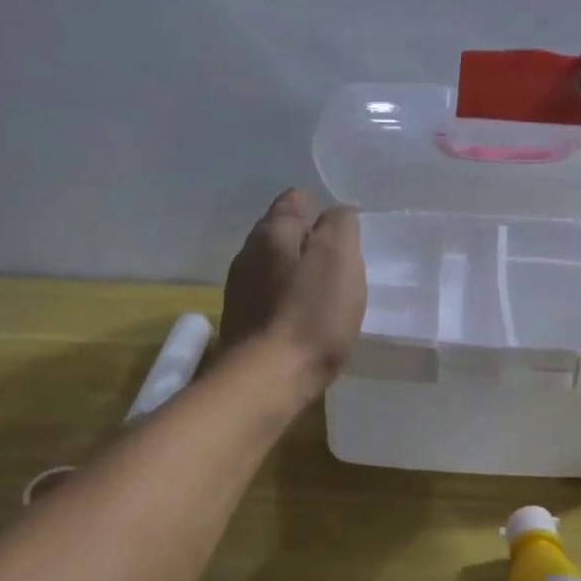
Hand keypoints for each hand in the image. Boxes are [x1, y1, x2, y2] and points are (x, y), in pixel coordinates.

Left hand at [220, 189, 366, 392]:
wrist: (267, 380)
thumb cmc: (311, 314)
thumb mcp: (339, 258)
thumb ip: (340, 226)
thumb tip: (337, 214)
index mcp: (272, 233)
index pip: (292, 200)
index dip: (316, 205)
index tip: (339, 221)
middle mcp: (248, 255)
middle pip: (279, 233)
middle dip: (306, 237)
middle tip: (337, 253)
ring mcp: (239, 290)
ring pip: (272, 266)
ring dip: (295, 270)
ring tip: (324, 285)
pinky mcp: (241, 323)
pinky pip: (269, 296)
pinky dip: (287, 297)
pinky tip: (304, 314)